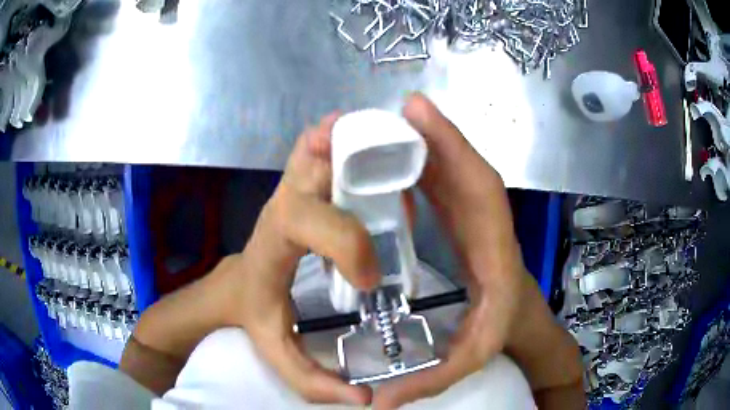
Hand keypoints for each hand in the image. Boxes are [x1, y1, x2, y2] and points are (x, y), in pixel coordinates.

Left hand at [230, 113, 376, 404]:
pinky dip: (344, 141)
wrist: (233, 286)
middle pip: (311, 159)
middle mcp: (283, 202)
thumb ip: (314, 381)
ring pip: (317, 145)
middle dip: (352, 154)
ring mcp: (291, 185)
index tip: (369, 277)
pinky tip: (371, 151)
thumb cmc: (253, 312)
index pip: (306, 221)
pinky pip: (321, 148)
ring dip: (352, 140)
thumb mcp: (277, 351)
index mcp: (274, 240)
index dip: (346, 242)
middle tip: (392, 164)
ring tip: (391, 147)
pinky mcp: (300, 182)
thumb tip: (364, 400)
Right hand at [373, 95, 582, 408]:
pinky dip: (428, 163)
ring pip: (457, 173)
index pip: (481, 192)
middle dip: (439, 136)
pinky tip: (403, 153)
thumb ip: (429, 382)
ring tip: (398, 121)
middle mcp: (490, 226)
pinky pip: (448, 185)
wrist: (518, 325)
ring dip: (431, 145)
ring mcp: (478, 219)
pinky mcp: (466, 219)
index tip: (421, 117)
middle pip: (469, 170)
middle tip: (405, 109)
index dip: (453, 151)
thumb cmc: (499, 337)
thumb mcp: (467, 363)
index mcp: (496, 254)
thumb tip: (380, 402)